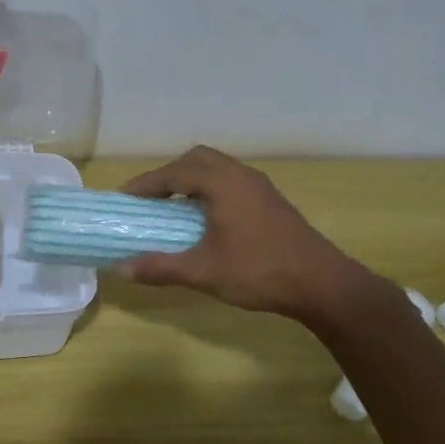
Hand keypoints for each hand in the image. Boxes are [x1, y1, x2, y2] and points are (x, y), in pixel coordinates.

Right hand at [118, 146, 392, 324]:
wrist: (322, 284)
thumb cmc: (259, 271)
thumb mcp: (204, 272)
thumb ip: (161, 267)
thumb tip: (122, 269)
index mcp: (222, 183)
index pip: (173, 173)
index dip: (145, 184)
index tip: (124, 199)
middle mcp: (240, 175)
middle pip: (196, 159)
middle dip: (169, 174)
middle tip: (150, 199)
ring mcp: (259, 186)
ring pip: (217, 168)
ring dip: (191, 180)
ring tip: (173, 206)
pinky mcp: (270, 200)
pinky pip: (231, 180)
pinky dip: (210, 188)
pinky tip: (206, 216)